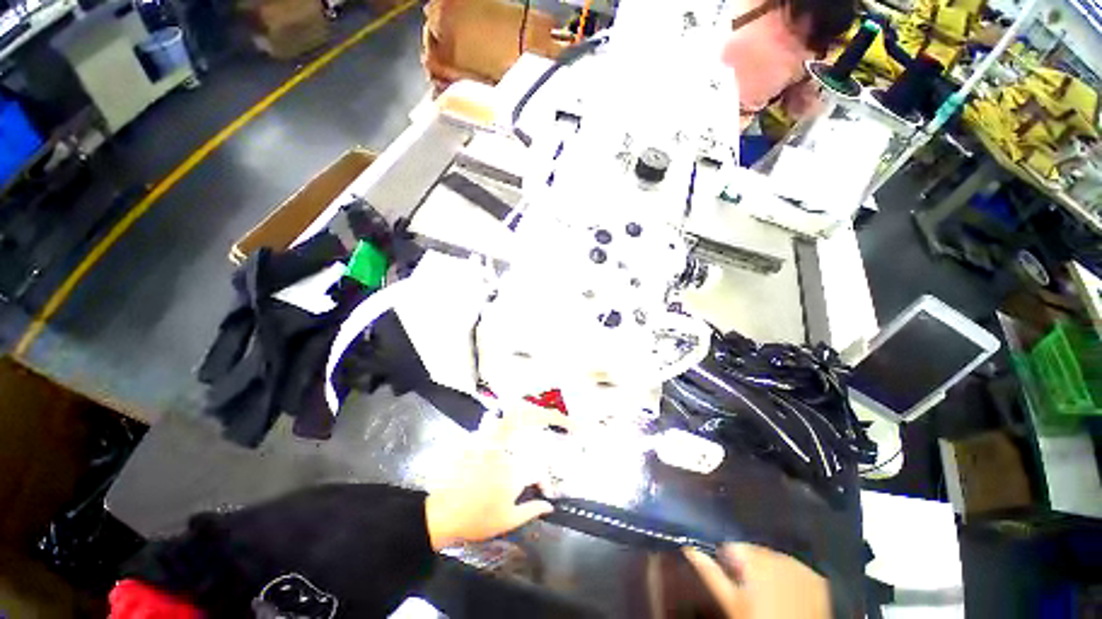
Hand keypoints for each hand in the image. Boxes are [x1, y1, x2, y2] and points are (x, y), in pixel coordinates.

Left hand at [424, 404, 570, 549]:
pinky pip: (496, 421)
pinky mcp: (477, 439)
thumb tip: (549, 505)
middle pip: (528, 422)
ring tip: (542, 412)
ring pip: (512, 416)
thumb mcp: (507, 521)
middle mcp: (504, 449)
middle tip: (562, 419)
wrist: (441, 513)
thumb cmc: (475, 520)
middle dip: (549, 416)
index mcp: (514, 471)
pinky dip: (509, 416)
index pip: (540, 466)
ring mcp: (489, 441)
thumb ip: (531, 510)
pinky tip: (515, 417)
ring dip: (530, 411)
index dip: (547, 479)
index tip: (549, 488)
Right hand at [683, 544, 829, 618]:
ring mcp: (802, 567)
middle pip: (755, 551)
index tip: (729, 573)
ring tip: (768, 594)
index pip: (733, 545)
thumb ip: (710, 572)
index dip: (728, 558)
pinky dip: (790, 577)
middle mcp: (779, 555)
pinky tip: (788, 594)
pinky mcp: (819, 580)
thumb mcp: (730, 602)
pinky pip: (797, 569)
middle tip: (748, 588)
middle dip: (749, 564)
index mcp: (755, 558)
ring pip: (776, 559)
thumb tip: (688, 548)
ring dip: (769, 569)